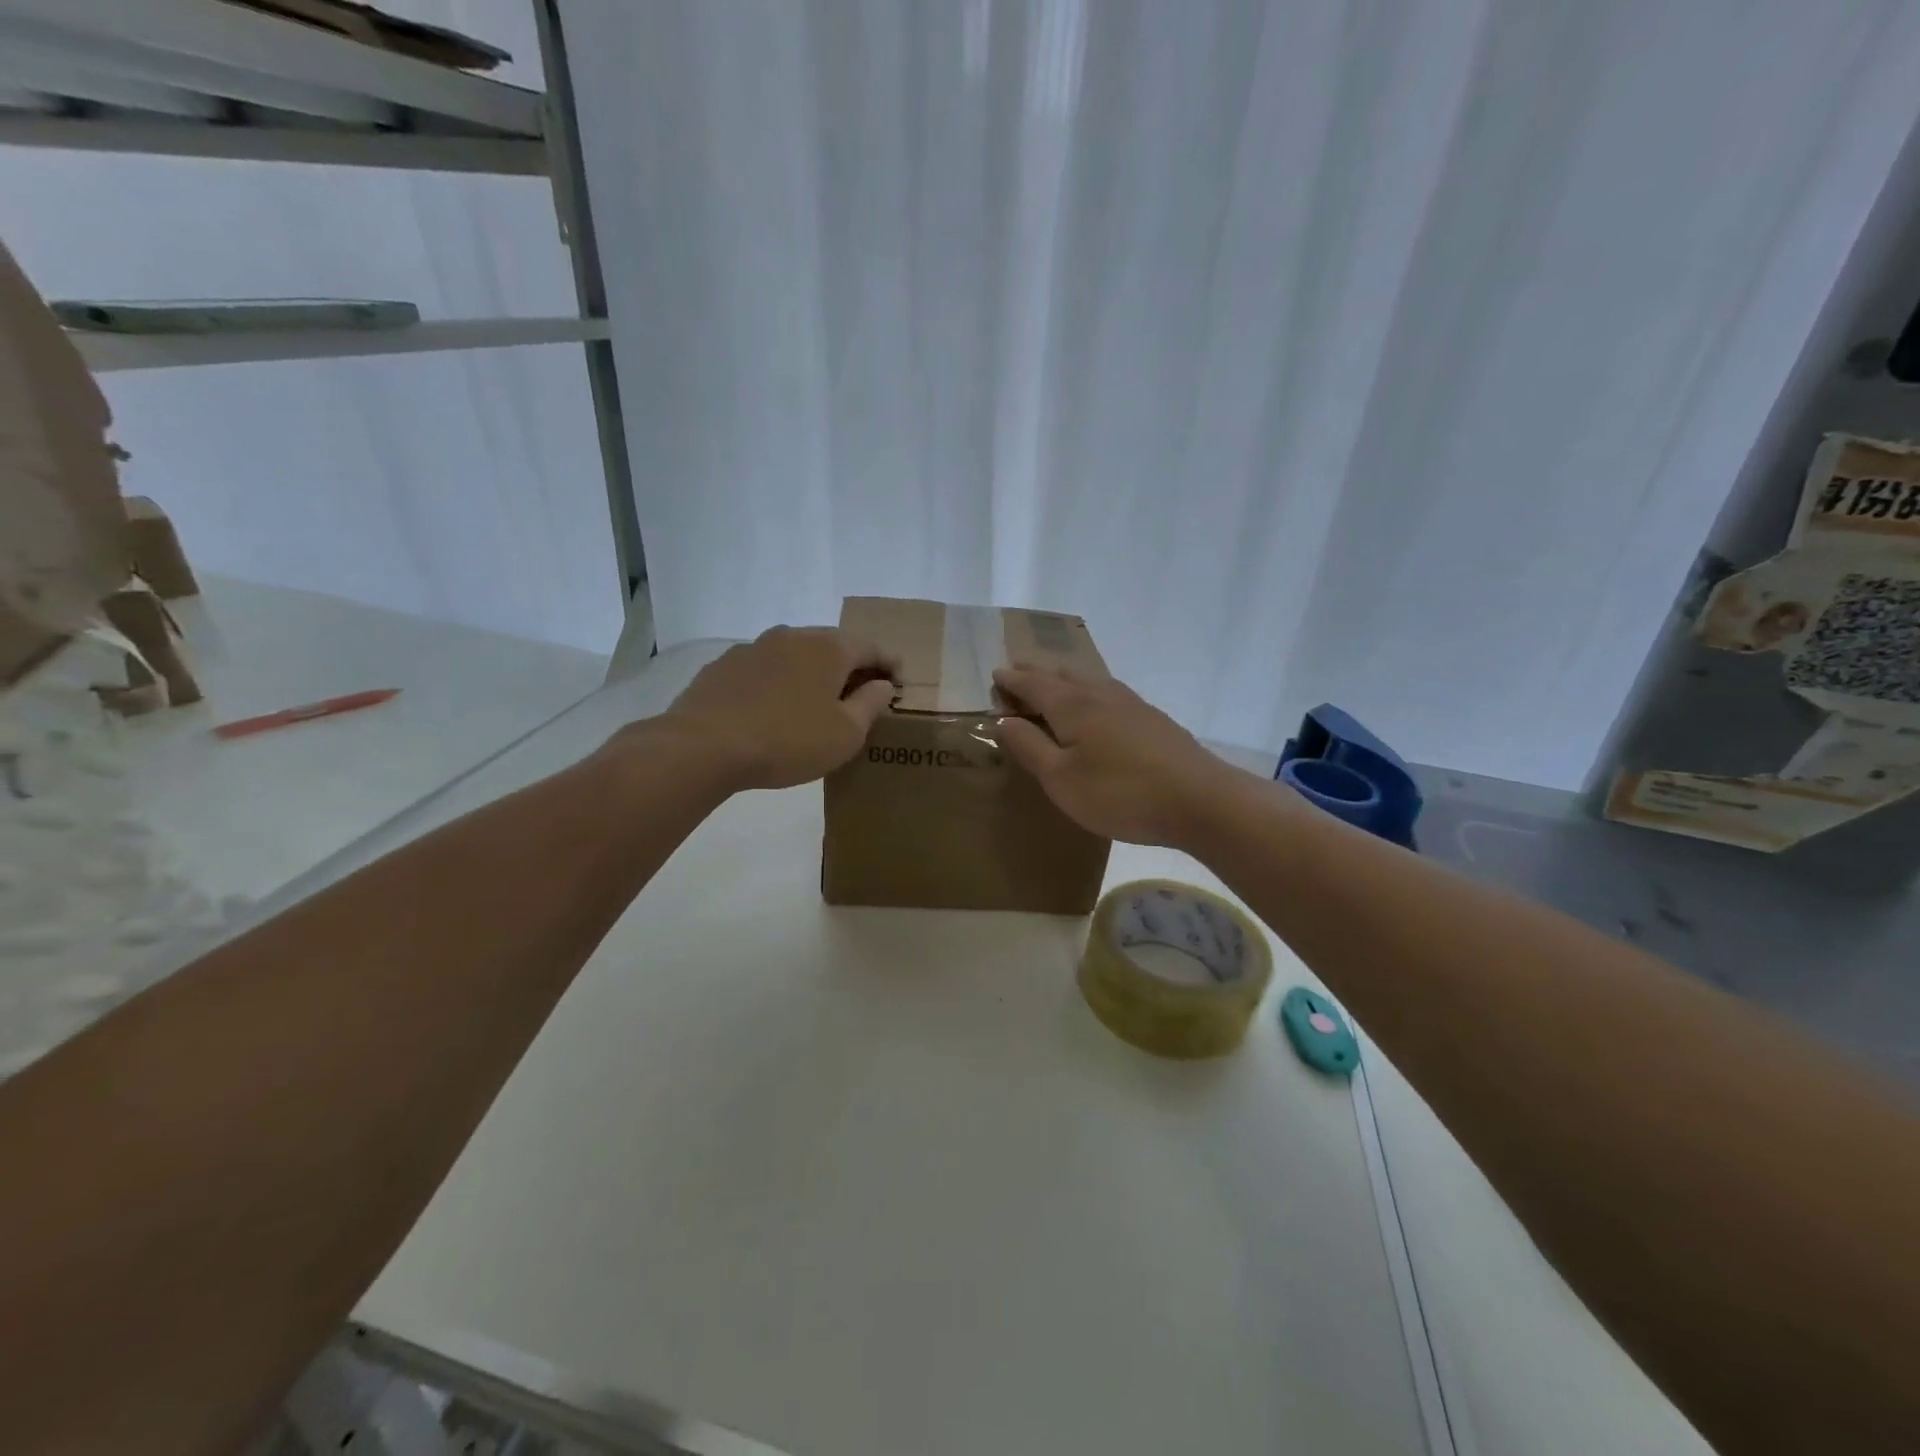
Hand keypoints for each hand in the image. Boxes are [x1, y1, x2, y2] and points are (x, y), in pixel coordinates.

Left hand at [645, 626, 897, 790]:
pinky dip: (779, 682)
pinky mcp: (724, 665)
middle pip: (833, 646)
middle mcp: (793, 636)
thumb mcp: (845, 734)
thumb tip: (883, 684)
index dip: (889, 665)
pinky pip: (765, 669)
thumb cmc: (788, 741)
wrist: (703, 746)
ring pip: (796, 655)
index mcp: (829, 648)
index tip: (897, 684)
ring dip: (812, 674)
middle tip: (860, 694)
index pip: (871, 647)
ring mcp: (754, 647)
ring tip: (815, 703)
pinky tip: (774, 708)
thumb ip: (870, 704)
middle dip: (851, 667)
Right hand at [992, 666, 1238, 847]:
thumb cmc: (1119, 793)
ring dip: (1066, 681)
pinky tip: (1100, 710)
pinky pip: (1110, 695)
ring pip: (1090, 682)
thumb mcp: (1061, 779)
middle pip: (1063, 676)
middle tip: (1019, 675)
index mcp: (1072, 706)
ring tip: (1054, 687)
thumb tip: (1003, 719)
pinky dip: (1090, 694)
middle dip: (1037, 674)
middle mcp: (1101, 695)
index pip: (1034, 684)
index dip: (1012, 679)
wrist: (1199, 800)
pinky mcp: (1154, 720)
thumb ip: (1029, 747)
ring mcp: (1132, 705)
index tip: (996, 674)